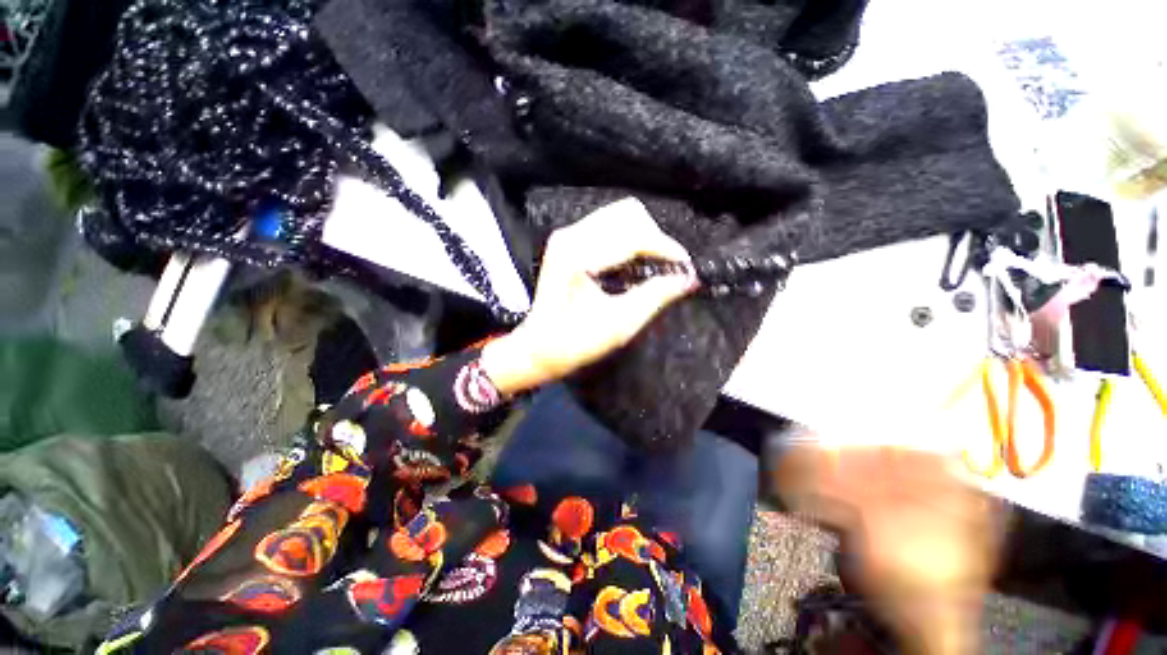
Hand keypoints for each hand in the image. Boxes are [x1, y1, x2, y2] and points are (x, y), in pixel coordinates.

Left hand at [482, 198, 694, 393]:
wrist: (539, 346)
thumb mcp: (619, 324)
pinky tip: (633, 262)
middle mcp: (571, 236)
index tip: (685, 267)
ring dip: (643, 236)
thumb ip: (655, 297)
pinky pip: (609, 225)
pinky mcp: (569, 240)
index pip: (633, 235)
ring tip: (653, 264)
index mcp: (578, 256)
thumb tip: (687, 279)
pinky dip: (629, 238)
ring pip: (620, 215)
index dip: (665, 248)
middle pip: (629, 214)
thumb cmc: (574, 342)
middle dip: (655, 238)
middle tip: (668, 267)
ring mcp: (567, 235)